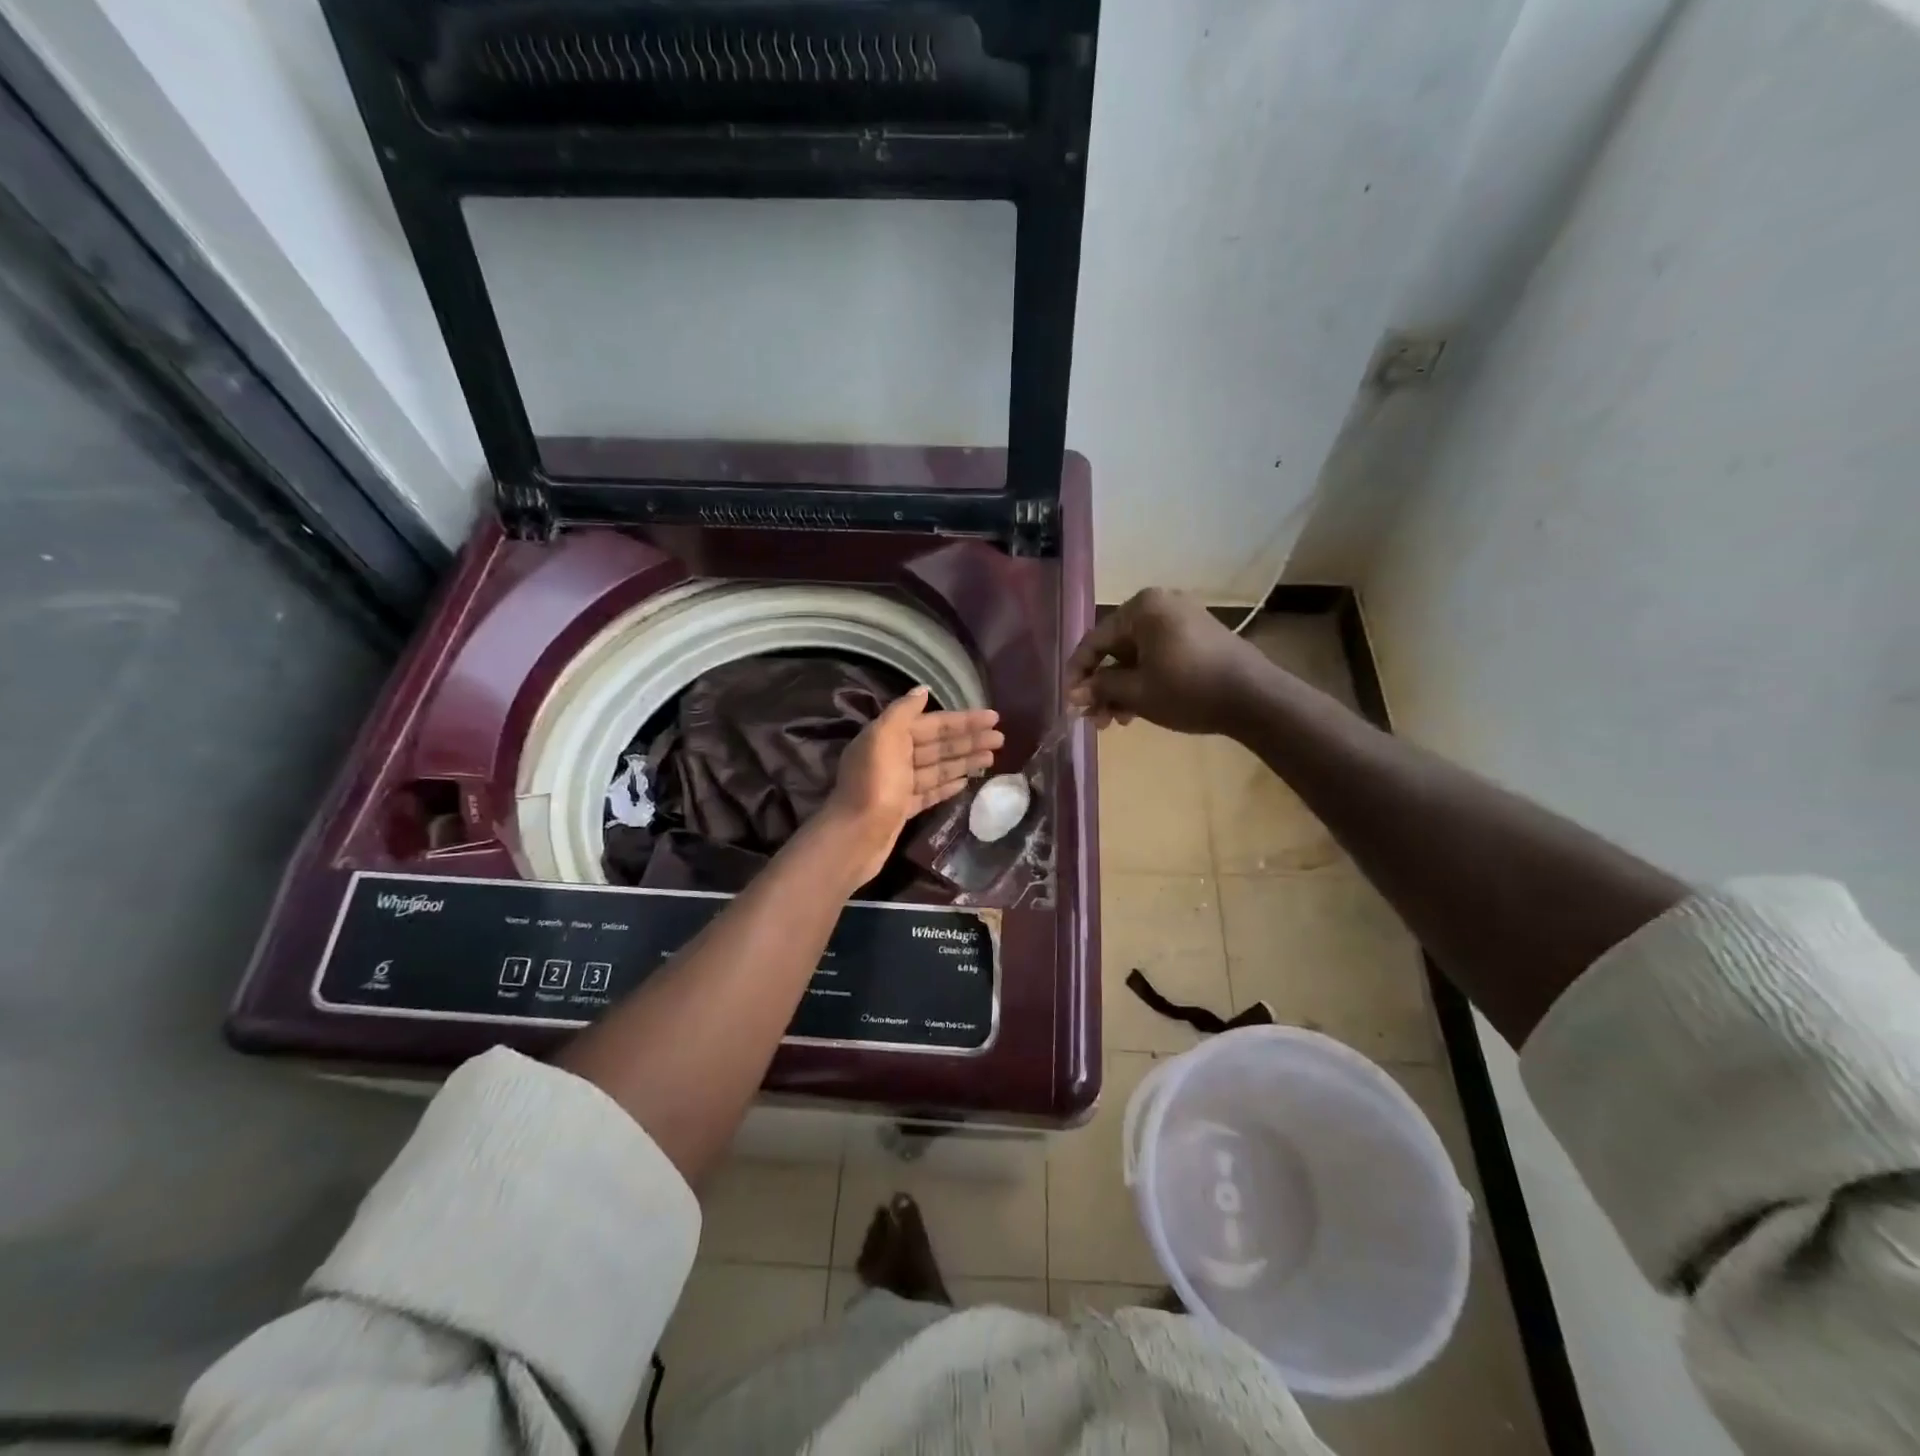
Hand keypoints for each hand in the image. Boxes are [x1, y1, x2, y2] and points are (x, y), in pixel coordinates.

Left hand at [823, 688, 1002, 884]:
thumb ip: (903, 711)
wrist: (856, 835)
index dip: (963, 720)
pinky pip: (930, 791)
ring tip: (992, 759)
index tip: (993, 718)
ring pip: (937, 767)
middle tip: (1000, 739)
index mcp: (888, 736)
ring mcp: (898, 785)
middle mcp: (893, 757)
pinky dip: (948, 784)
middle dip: (968, 740)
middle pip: (937, 744)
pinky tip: (967, 781)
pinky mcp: (903, 809)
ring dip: (964, 760)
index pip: (932, 723)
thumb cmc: (874, 783)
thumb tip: (923, 690)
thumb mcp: (885, 737)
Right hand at [1065, 588, 1270, 735]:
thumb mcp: (1137, 692)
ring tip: (1119, 721)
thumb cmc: (1188, 689)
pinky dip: (1145, 679)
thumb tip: (1073, 693)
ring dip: (1123, 687)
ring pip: (1137, 655)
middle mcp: (1161, 603)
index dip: (1078, 673)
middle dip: (1103, 686)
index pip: (1095, 640)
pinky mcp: (1199, 634)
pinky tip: (1140, 708)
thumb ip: (1101, 688)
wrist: (1254, 698)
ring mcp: (1183, 617)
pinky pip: (1159, 654)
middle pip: (1116, 648)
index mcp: (1141, 607)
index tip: (1069, 702)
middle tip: (1096, 720)